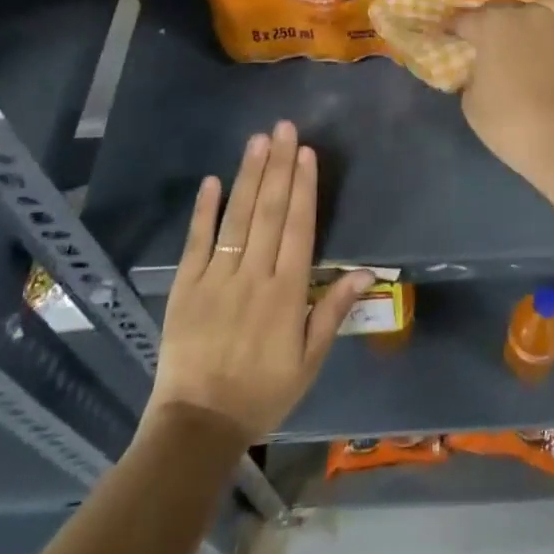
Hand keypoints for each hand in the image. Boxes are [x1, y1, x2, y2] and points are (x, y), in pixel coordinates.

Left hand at [150, 121, 372, 442]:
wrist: (199, 424)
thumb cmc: (264, 391)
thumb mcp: (310, 360)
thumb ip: (334, 310)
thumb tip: (368, 271)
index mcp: (287, 293)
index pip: (298, 228)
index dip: (303, 188)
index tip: (306, 153)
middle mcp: (253, 276)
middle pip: (268, 212)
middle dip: (278, 167)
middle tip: (284, 128)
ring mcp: (216, 279)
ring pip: (236, 219)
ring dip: (248, 177)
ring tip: (257, 141)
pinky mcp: (185, 288)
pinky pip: (196, 243)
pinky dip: (204, 211)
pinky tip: (213, 180)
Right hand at [454, 0, 553, 201]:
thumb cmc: (514, 125)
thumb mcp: (473, 105)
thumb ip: (473, 77)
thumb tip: (484, 70)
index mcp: (495, 24)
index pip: (466, 19)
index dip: (454, 28)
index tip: (447, 36)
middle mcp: (533, 16)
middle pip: (506, 13)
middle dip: (494, 26)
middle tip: (489, 47)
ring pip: (541, 26)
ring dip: (530, 38)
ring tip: (528, 62)